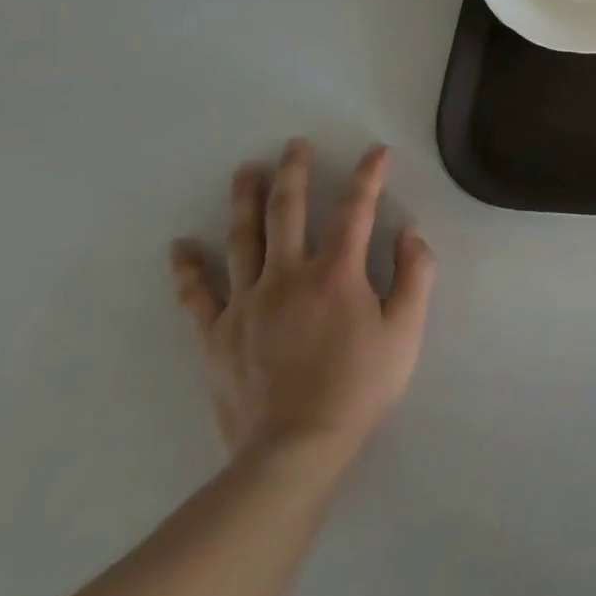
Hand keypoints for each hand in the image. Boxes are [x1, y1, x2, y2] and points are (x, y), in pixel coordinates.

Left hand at [169, 139, 435, 471]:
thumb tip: (410, 231)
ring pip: (242, 240)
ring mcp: (246, 304)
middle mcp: (287, 277)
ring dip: (245, 201)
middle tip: (294, 145)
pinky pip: (198, 295)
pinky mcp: (217, 335)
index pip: (355, 210)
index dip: (367, 176)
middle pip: (287, 212)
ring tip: (246, 171)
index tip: (375, 152)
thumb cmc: (360, 386)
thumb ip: (415, 274)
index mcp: (336, 274)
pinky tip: (180, 246)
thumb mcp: (406, 330)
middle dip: (294, 173)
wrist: (294, 450)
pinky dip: (188, 269)